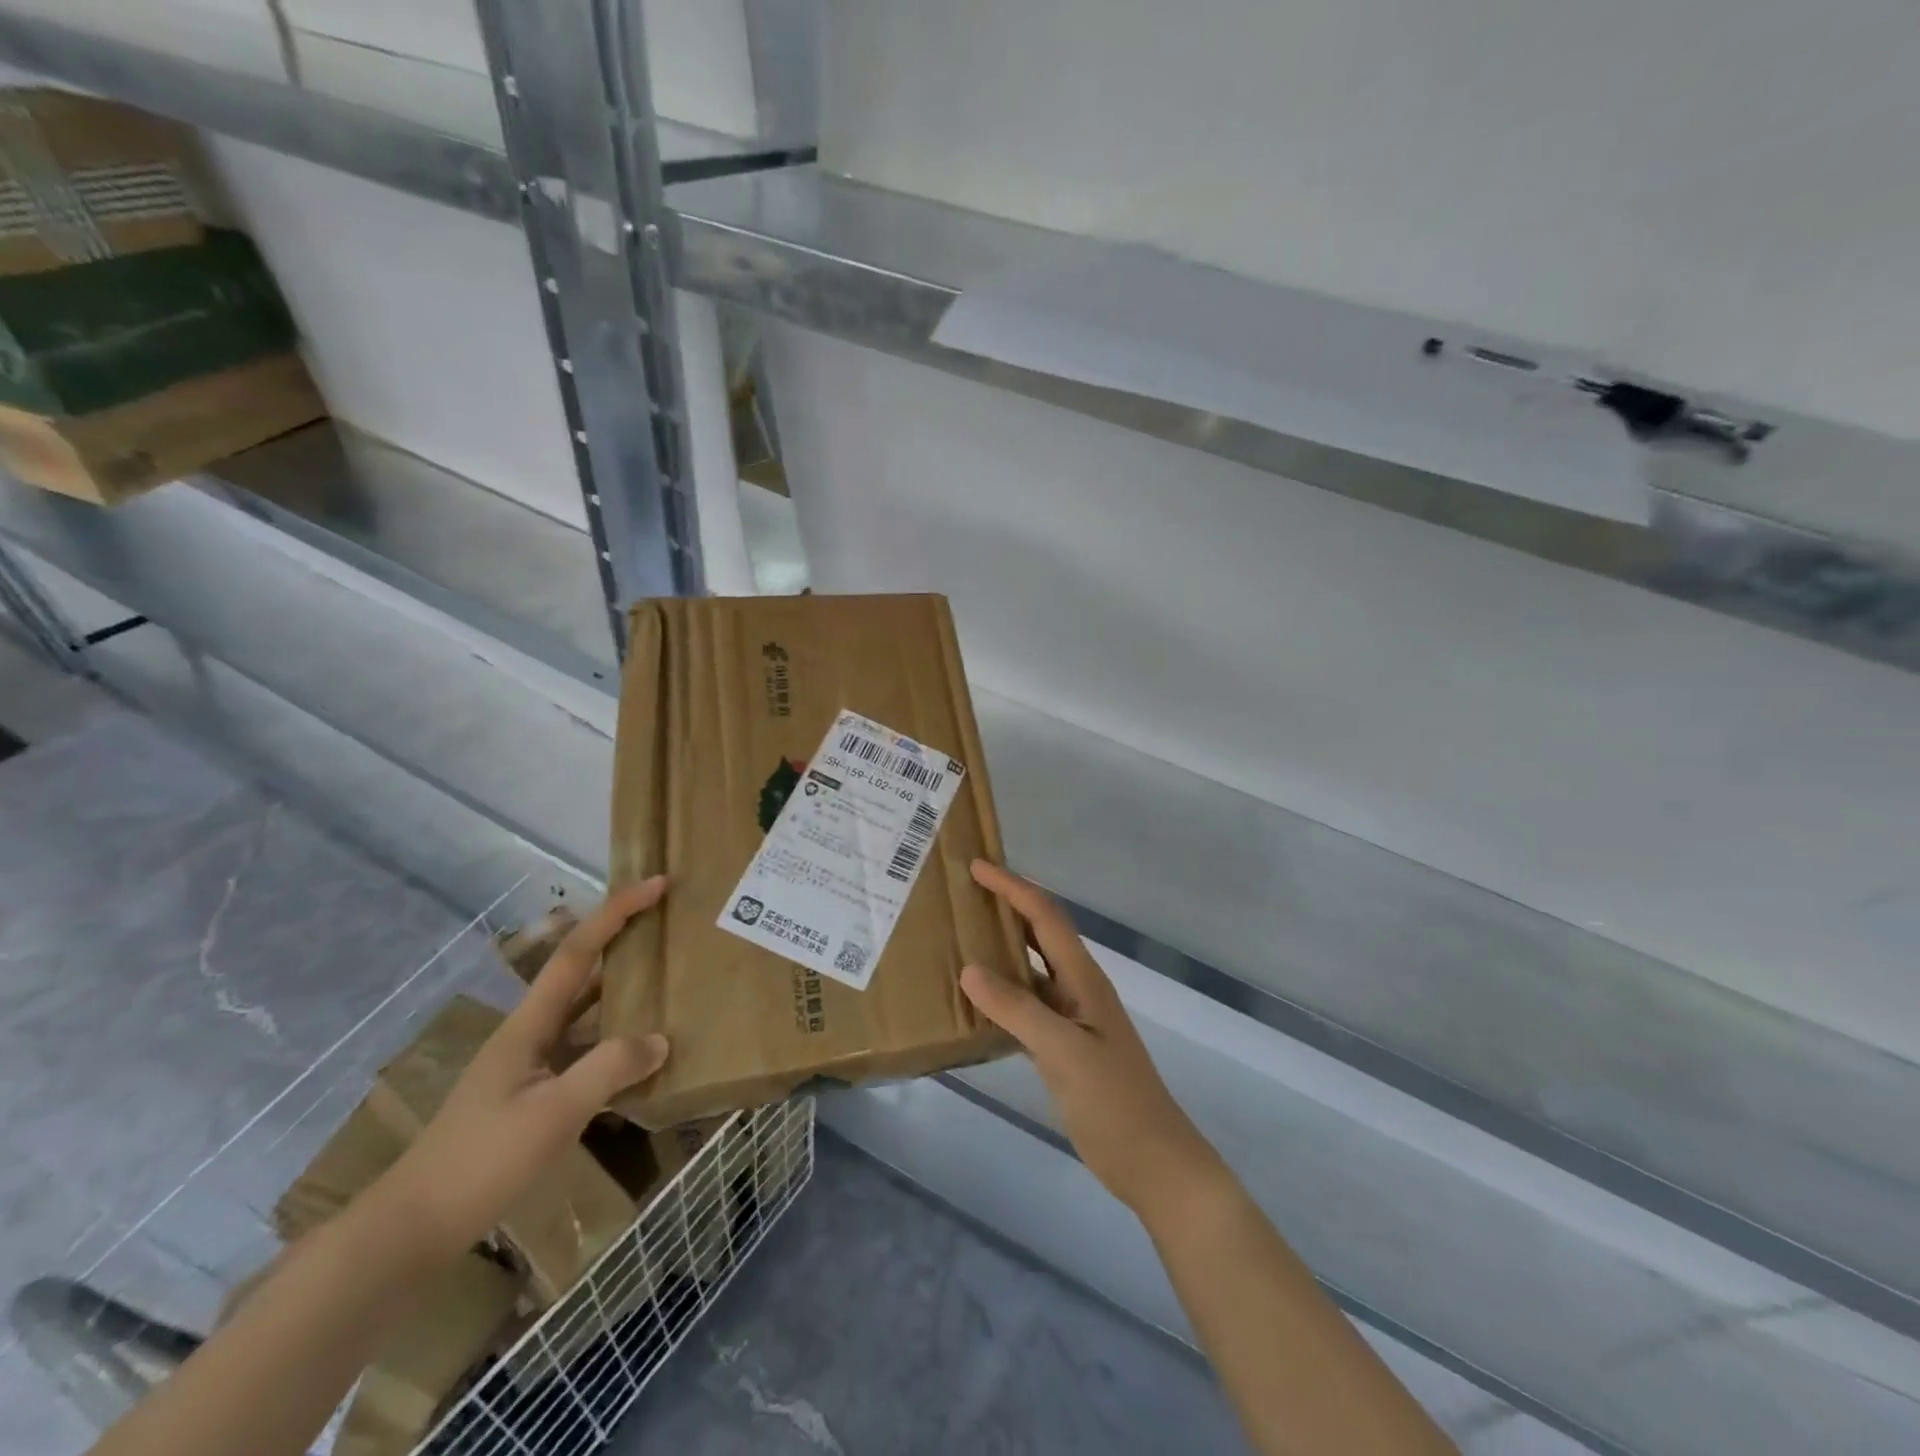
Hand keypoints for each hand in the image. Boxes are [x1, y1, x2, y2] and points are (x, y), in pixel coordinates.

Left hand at [379, 880, 671, 1254]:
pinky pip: (585, 1052)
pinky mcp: (533, 1096)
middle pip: (583, 973)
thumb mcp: (553, 1114)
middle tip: (670, 926)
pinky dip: (616, 1043)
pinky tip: (642, 1057)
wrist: (411, 1230)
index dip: (617, 912)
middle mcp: (531, 1033)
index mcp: (529, 1024)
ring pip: (586, 1014)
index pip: (577, 951)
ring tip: (668, 984)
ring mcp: (530, 1066)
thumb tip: (660, 1039)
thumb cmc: (480, 1162)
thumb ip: (609, 1069)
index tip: (657, 884)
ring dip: (624, 994)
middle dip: (623, 942)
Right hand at [960, 860, 1222, 1218]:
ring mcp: (1073, 1017)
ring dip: (1005, 945)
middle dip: (1009, 904)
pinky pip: (1028, 1002)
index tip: (977, 866)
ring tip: (965, 933)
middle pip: (1042, 932)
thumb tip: (969, 969)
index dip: (1013, 887)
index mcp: (1084, 978)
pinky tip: (978, 997)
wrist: (1152, 1160)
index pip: (1045, 917)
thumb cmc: (1112, 1101)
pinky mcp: (1065, 1045)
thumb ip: (1017, 1009)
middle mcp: (1078, 987)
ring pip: (1033, 967)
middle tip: (967, 890)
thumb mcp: (1063, 1051)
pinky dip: (1004, 990)